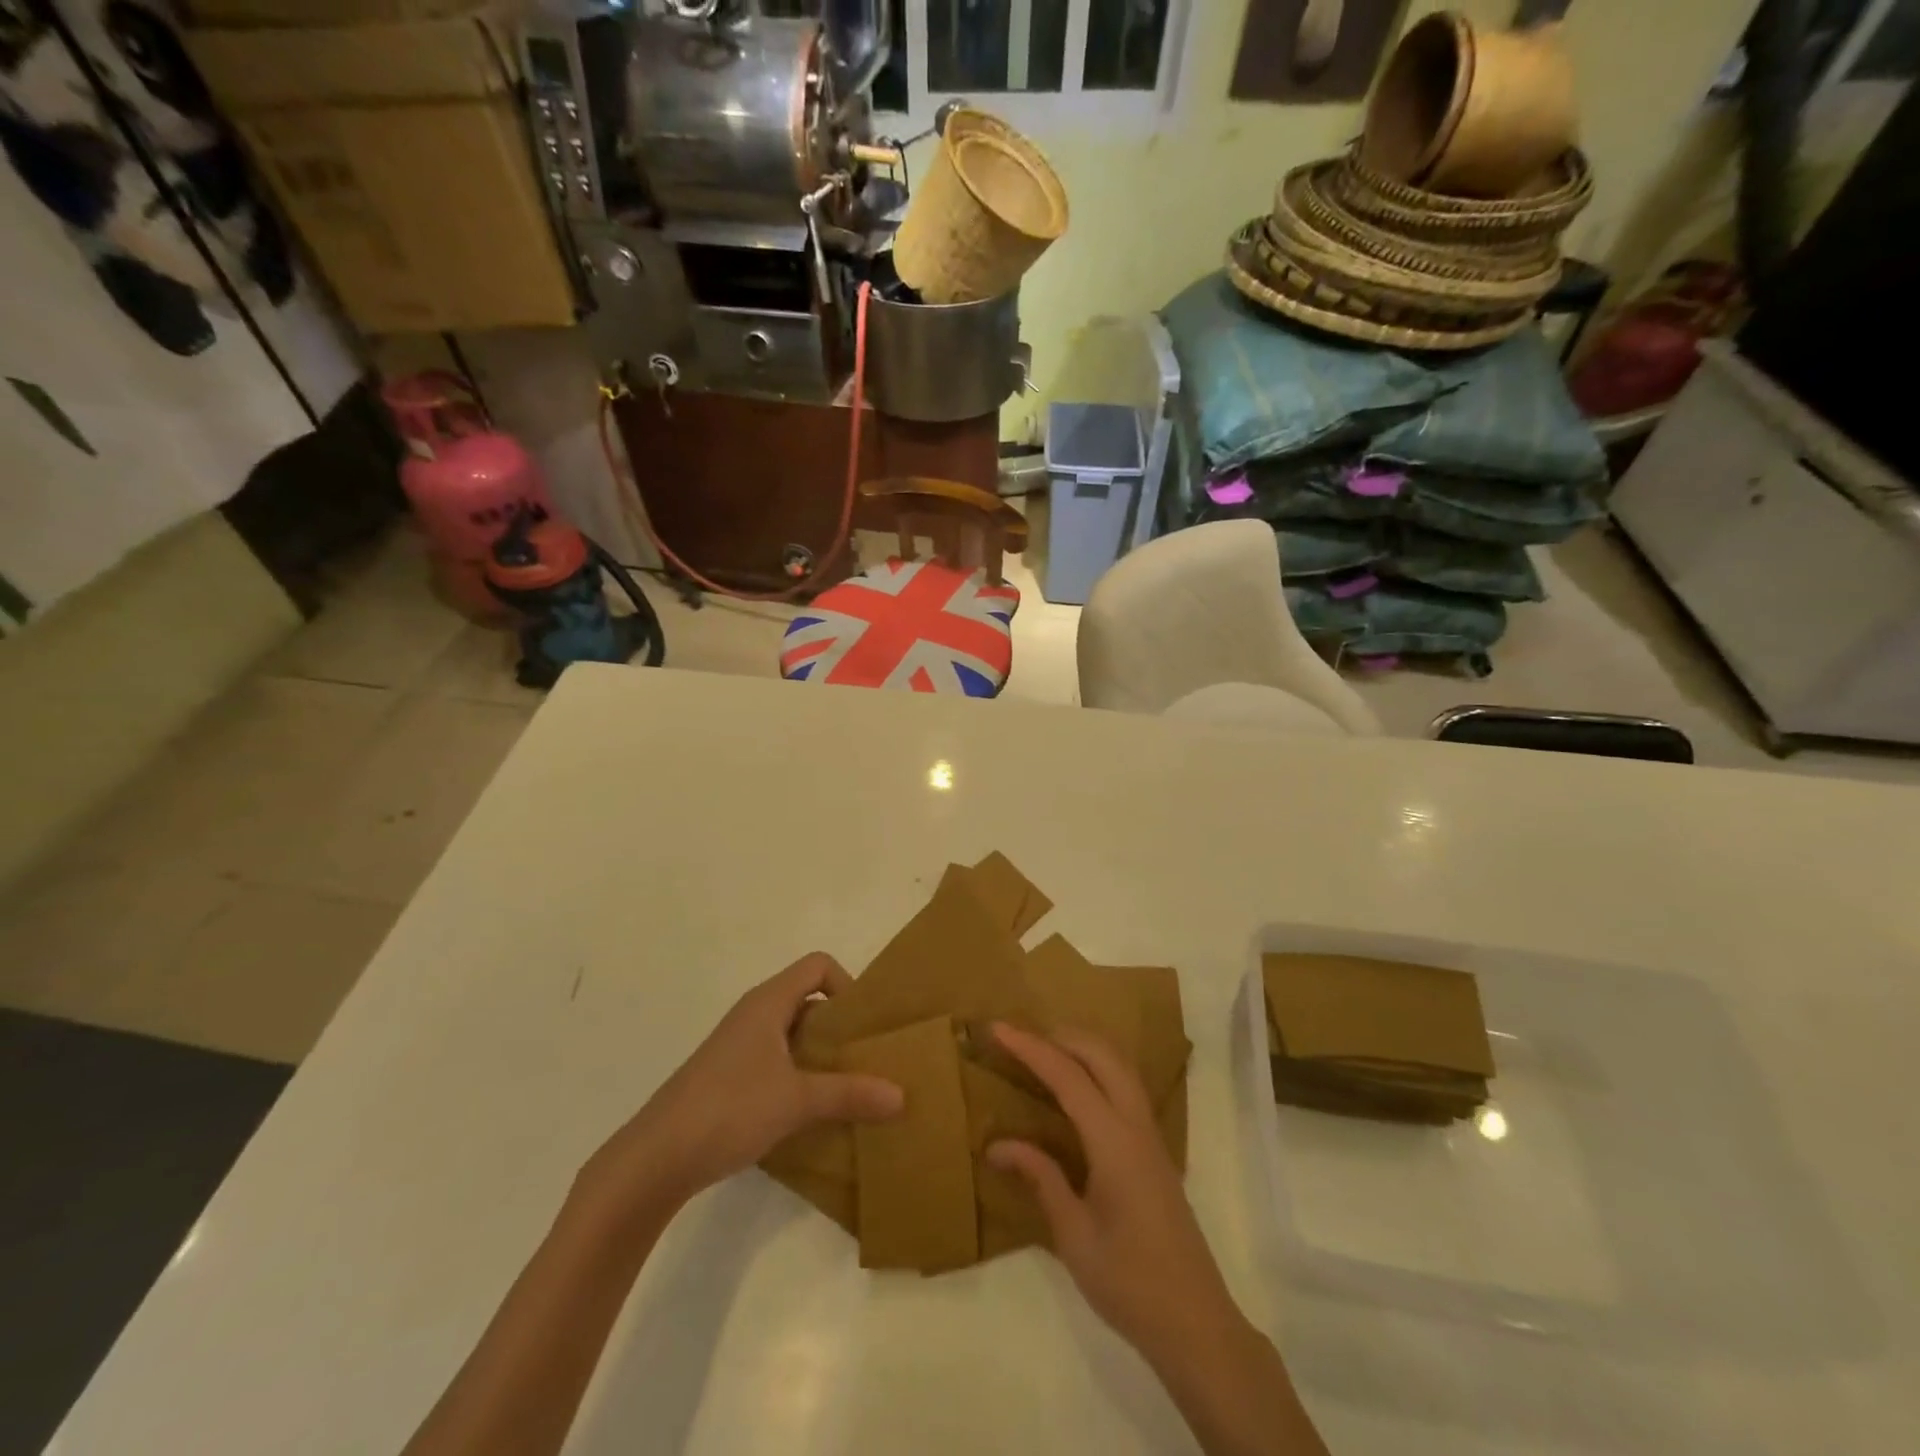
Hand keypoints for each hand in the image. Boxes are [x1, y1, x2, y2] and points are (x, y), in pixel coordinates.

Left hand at [592, 953, 903, 1208]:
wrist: (654, 1159)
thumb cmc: (728, 1109)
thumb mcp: (797, 1101)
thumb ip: (850, 1094)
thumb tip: (902, 1096)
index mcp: (768, 1003)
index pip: (818, 966)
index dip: (846, 984)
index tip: (863, 1025)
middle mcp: (753, 1015)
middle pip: (808, 1000)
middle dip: (840, 1026)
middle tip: (867, 1059)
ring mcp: (738, 1047)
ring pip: (792, 1035)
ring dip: (821, 1055)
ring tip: (847, 1089)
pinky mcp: (728, 1078)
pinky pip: (776, 1061)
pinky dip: (799, 1076)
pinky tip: (810, 1112)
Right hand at [986, 1024, 1245, 1370]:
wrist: (1196, 1323)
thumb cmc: (1130, 1283)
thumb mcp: (1074, 1235)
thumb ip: (1040, 1178)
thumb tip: (996, 1145)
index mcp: (1114, 1142)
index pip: (1068, 1077)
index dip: (1031, 1048)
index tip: (998, 1028)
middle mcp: (1136, 1126)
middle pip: (1102, 1055)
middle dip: (1061, 1036)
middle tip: (1020, 1038)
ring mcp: (1151, 1135)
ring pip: (1120, 1066)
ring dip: (1083, 1047)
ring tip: (1045, 1050)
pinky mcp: (1155, 1149)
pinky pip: (1126, 1086)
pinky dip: (1098, 1067)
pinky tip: (1078, 1086)